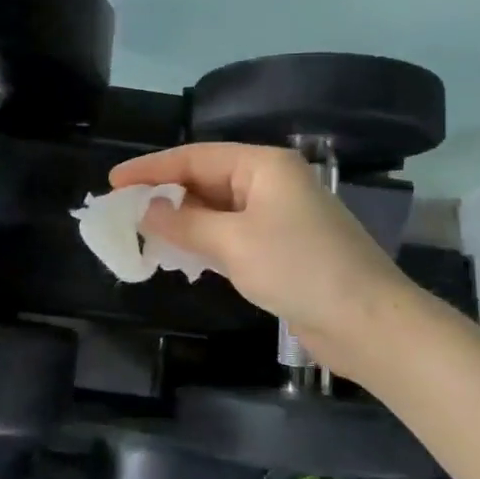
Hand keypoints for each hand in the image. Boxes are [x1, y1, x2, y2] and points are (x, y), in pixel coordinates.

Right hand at [108, 143, 412, 373]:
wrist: (366, 321)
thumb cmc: (299, 268)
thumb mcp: (234, 241)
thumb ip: (185, 222)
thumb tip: (146, 210)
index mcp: (263, 166)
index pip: (195, 157)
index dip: (151, 169)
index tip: (113, 183)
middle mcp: (270, 184)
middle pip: (205, 181)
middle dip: (165, 196)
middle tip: (122, 212)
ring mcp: (277, 217)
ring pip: (216, 211)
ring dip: (182, 222)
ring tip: (142, 235)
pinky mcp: (280, 249)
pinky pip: (230, 236)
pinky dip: (203, 243)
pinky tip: (180, 256)